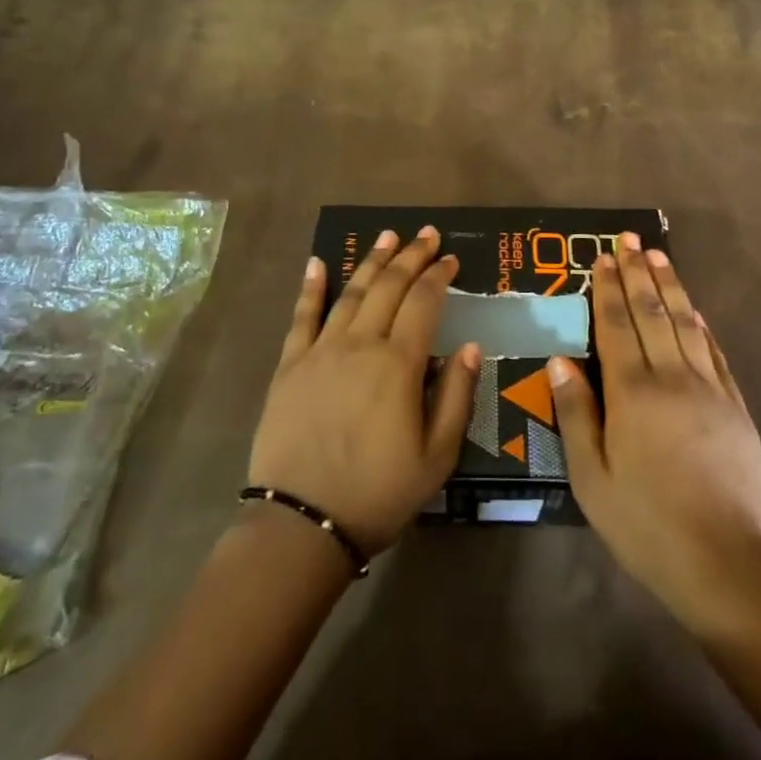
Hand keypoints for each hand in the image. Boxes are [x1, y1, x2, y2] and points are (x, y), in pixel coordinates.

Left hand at [247, 228, 481, 555]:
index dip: (439, 276)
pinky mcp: (290, 365)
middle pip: (389, 287)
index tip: (451, 259)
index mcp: (399, 364)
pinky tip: (318, 263)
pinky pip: (302, 317)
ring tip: (387, 236)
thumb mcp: (436, 456)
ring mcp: (321, 351)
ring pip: (351, 292)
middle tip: (426, 235)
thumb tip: (470, 346)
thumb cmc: (378, 493)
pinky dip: (311, 287)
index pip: (424, 302)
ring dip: (372, 261)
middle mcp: (361, 344)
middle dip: (411, 256)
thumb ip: (456, 396)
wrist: (302, 524)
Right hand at [551, 236, 760, 631]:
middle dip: (637, 273)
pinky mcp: (735, 408)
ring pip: (685, 324)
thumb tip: (559, 360)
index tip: (601, 257)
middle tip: (629, 239)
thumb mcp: (591, 477)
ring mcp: (709, 390)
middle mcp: (671, 378)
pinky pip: (715, 353)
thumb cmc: (645, 523)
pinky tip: (694, 310)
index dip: (607, 289)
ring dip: (670, 287)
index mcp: (632, 393)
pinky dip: (701, 326)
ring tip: (659, 256)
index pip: (616, 326)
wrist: (723, 563)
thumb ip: (575, 413)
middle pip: (651, 313)